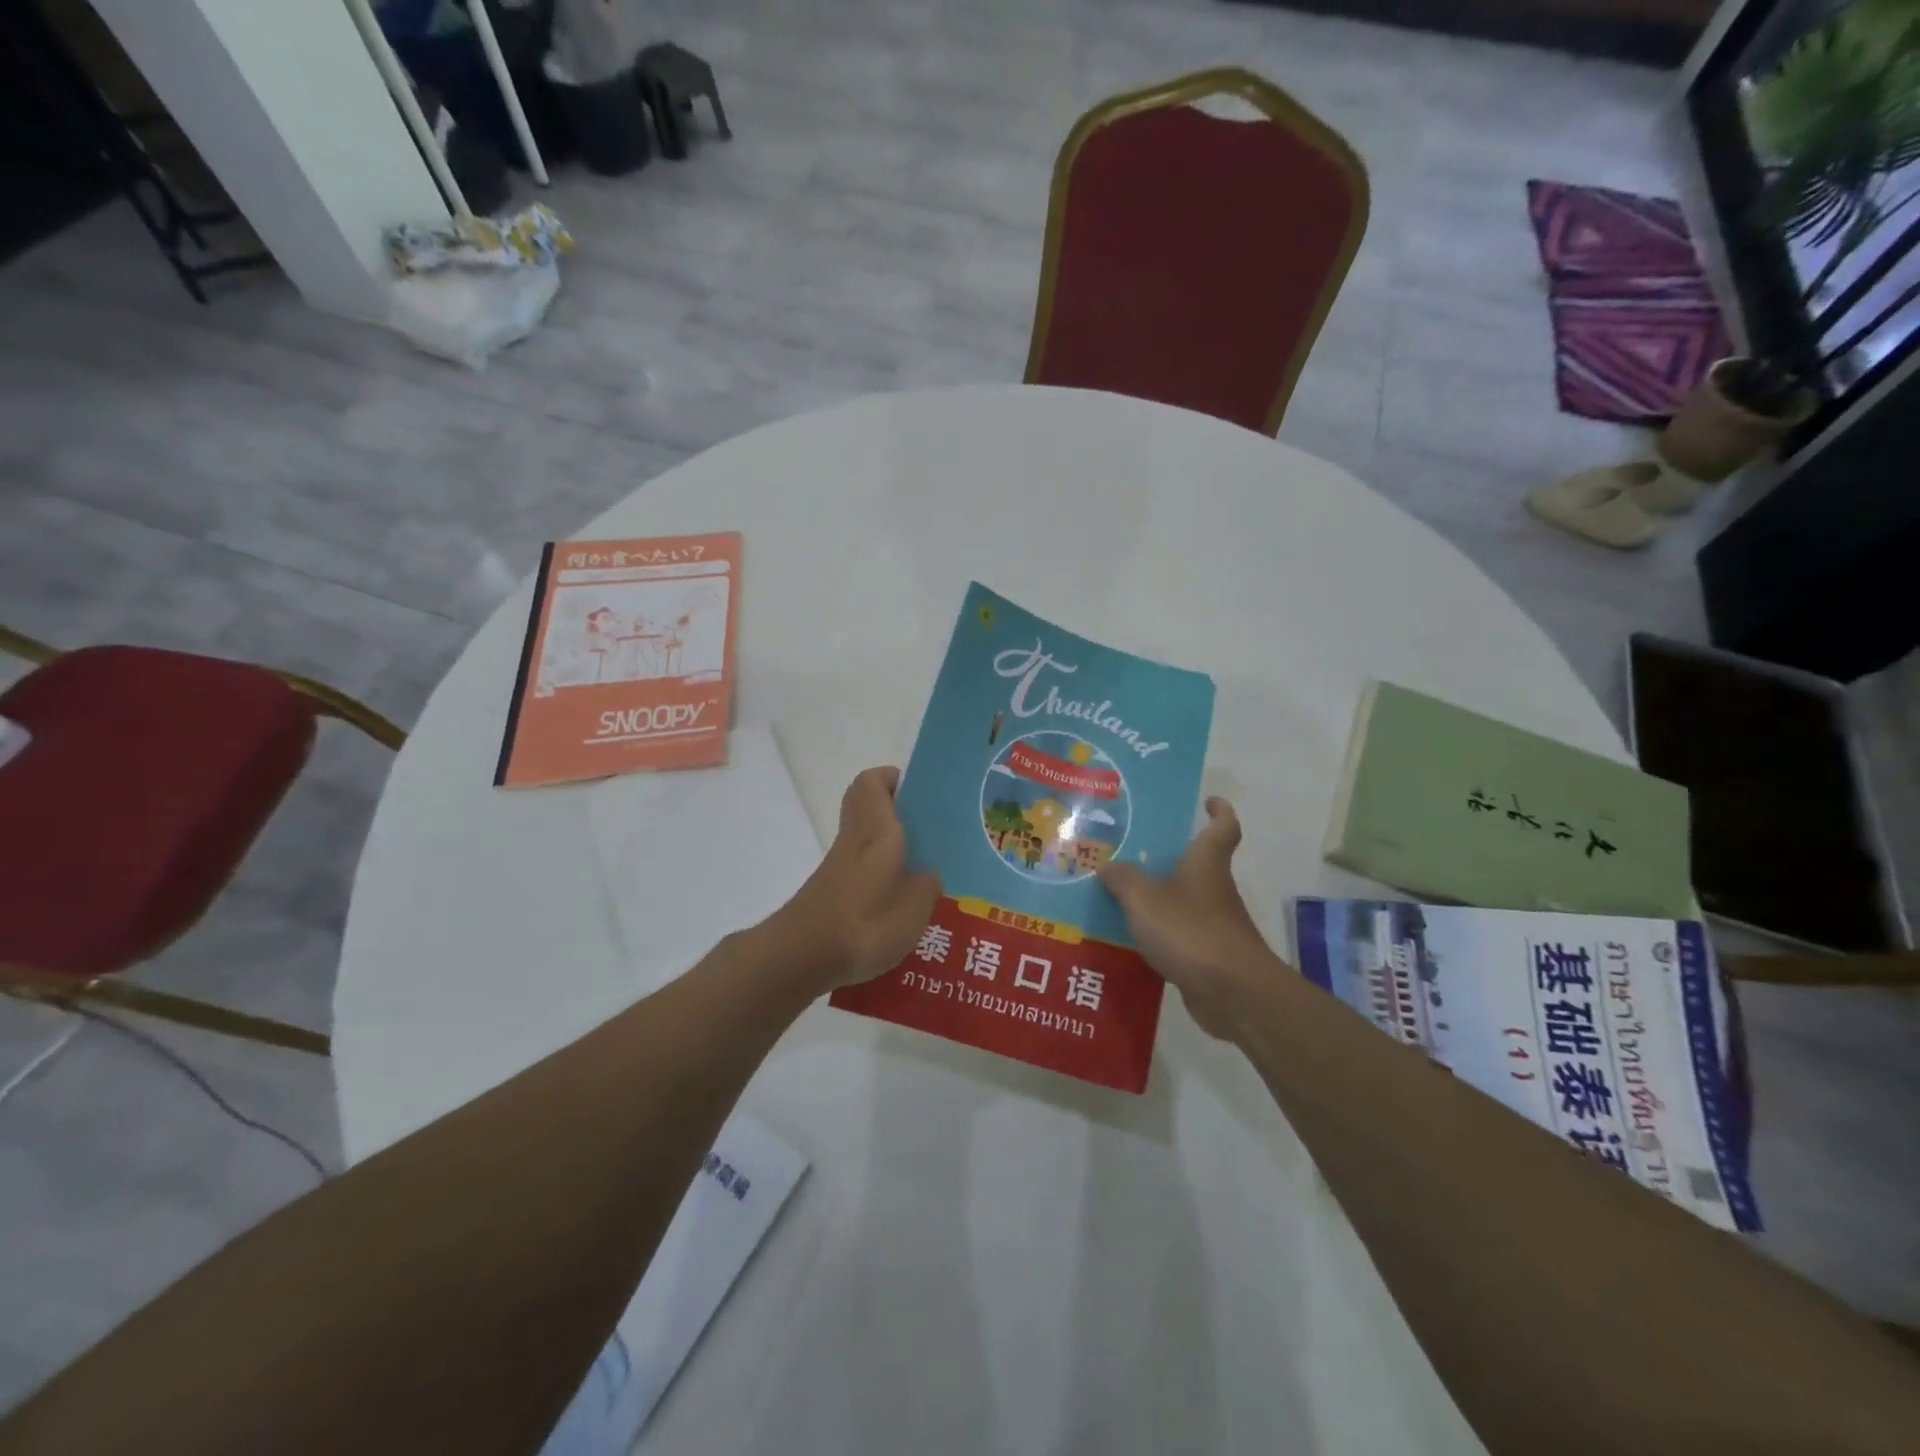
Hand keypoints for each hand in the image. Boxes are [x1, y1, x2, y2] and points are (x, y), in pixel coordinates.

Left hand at [770, 766, 940, 995]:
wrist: (801, 957)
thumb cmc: (864, 924)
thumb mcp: (913, 909)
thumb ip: (927, 886)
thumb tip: (929, 874)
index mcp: (876, 831)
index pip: (872, 782)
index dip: (893, 778)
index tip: (920, 792)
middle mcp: (854, 839)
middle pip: (864, 804)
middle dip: (893, 807)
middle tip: (925, 827)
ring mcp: (838, 865)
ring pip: (862, 835)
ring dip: (887, 842)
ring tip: (921, 867)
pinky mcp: (830, 890)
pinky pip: (858, 865)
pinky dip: (877, 871)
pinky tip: (898, 900)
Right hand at [1099, 797, 1282, 1040]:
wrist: (1233, 992)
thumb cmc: (1191, 931)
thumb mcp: (1144, 899)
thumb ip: (1123, 880)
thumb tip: (1107, 866)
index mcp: (1205, 863)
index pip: (1223, 827)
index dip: (1219, 811)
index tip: (1208, 801)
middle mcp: (1214, 889)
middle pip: (1197, 865)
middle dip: (1169, 859)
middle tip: (1131, 853)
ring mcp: (1215, 924)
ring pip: (1185, 902)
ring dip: (1159, 899)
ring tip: (1118, 898)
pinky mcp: (1209, 956)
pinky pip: (1179, 936)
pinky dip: (1159, 935)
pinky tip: (1129, 941)